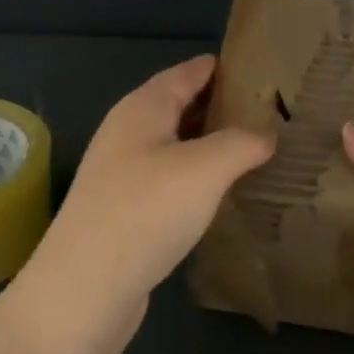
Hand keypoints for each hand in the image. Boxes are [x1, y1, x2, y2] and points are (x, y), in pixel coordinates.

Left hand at [25, 55, 274, 336]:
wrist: (86, 286)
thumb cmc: (146, 210)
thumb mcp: (205, 168)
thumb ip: (240, 143)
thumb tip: (266, 135)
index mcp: (142, 108)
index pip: (186, 73)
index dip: (219, 67)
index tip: (258, 67)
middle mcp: (127, 132)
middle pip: (178, 106)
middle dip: (219, 106)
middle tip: (267, 111)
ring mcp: (121, 172)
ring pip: (173, 145)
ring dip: (208, 144)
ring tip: (252, 150)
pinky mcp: (124, 210)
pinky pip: (168, 178)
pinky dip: (196, 177)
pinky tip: (219, 193)